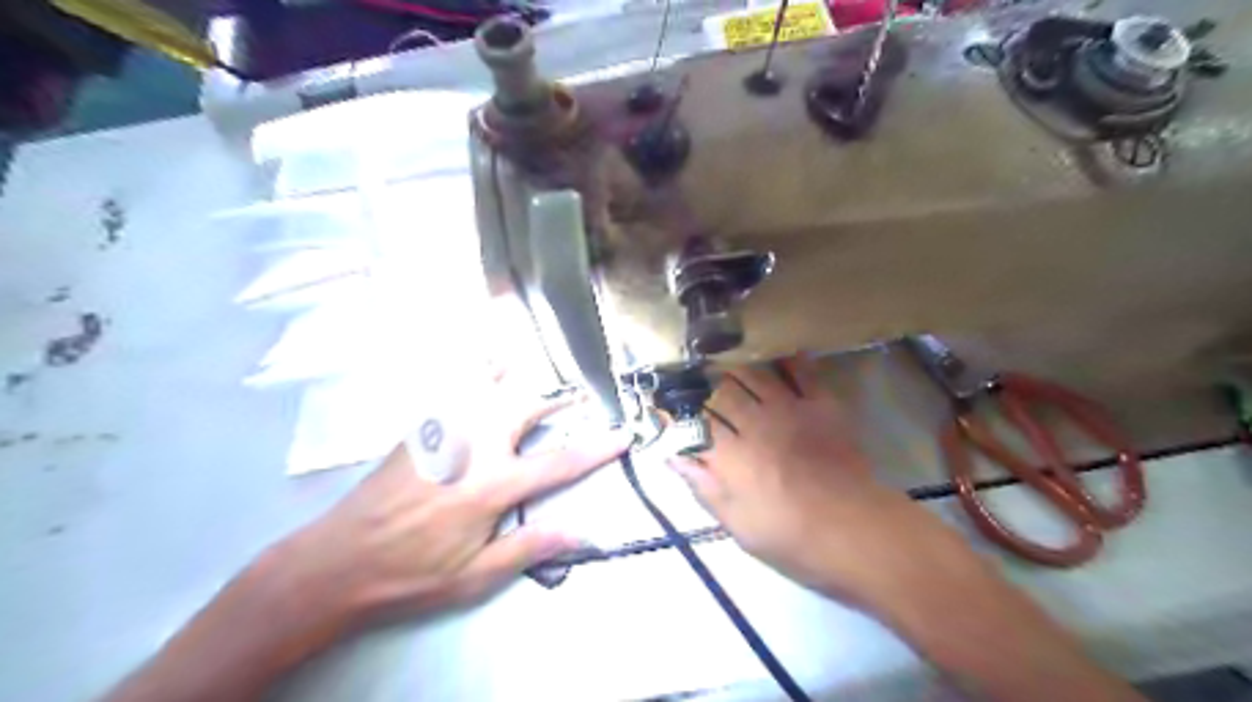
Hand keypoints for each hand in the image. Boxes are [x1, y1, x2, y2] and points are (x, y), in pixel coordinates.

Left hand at [271, 385, 624, 636]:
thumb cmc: (412, 572)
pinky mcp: (420, 428)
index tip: (623, 435)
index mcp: (492, 485)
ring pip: (487, 385)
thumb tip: (582, 534)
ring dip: (514, 372)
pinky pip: (452, 388)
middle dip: (557, 398)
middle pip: (525, 406)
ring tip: (531, 361)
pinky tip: (478, 361)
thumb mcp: (475, 575)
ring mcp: (444, 431)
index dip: (597, 448)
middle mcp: (473, 446)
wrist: (338, 560)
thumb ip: (529, 548)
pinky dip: (472, 370)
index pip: (559, 462)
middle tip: (578, 394)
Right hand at [669, 358, 970, 605]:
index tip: (665, 402)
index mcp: (731, 455)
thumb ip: (704, 487)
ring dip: (735, 365)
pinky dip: (790, 360)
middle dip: (701, 381)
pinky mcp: (822, 406)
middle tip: (691, 374)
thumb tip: (672, 457)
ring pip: (755, 375)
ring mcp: (790, 410)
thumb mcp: (738, 525)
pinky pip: (804, 374)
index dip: (678, 409)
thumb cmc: (792, 538)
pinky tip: (779, 352)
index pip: (695, 421)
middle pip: (721, 391)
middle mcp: (755, 423)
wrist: (857, 532)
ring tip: (723, 359)